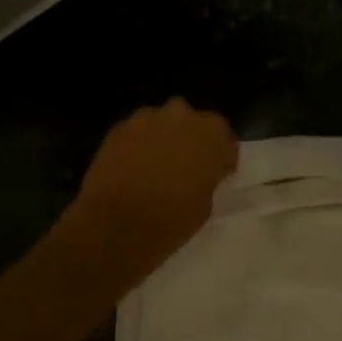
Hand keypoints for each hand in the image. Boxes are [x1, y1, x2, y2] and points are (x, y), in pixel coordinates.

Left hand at [68, 99, 238, 275]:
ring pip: (162, 124)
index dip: (221, 158)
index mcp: (212, 133)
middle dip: (191, 142)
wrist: (117, 225)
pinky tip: (134, 169)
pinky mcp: (118, 128)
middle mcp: (181, 115)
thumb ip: (206, 179)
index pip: (224, 139)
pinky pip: (137, 133)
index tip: (216, 175)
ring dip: (163, 140)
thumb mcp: (205, 204)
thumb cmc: (172, 219)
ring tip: (156, 167)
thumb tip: (198, 175)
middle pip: (192, 124)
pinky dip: (139, 146)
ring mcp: (146, 118)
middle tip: (186, 168)